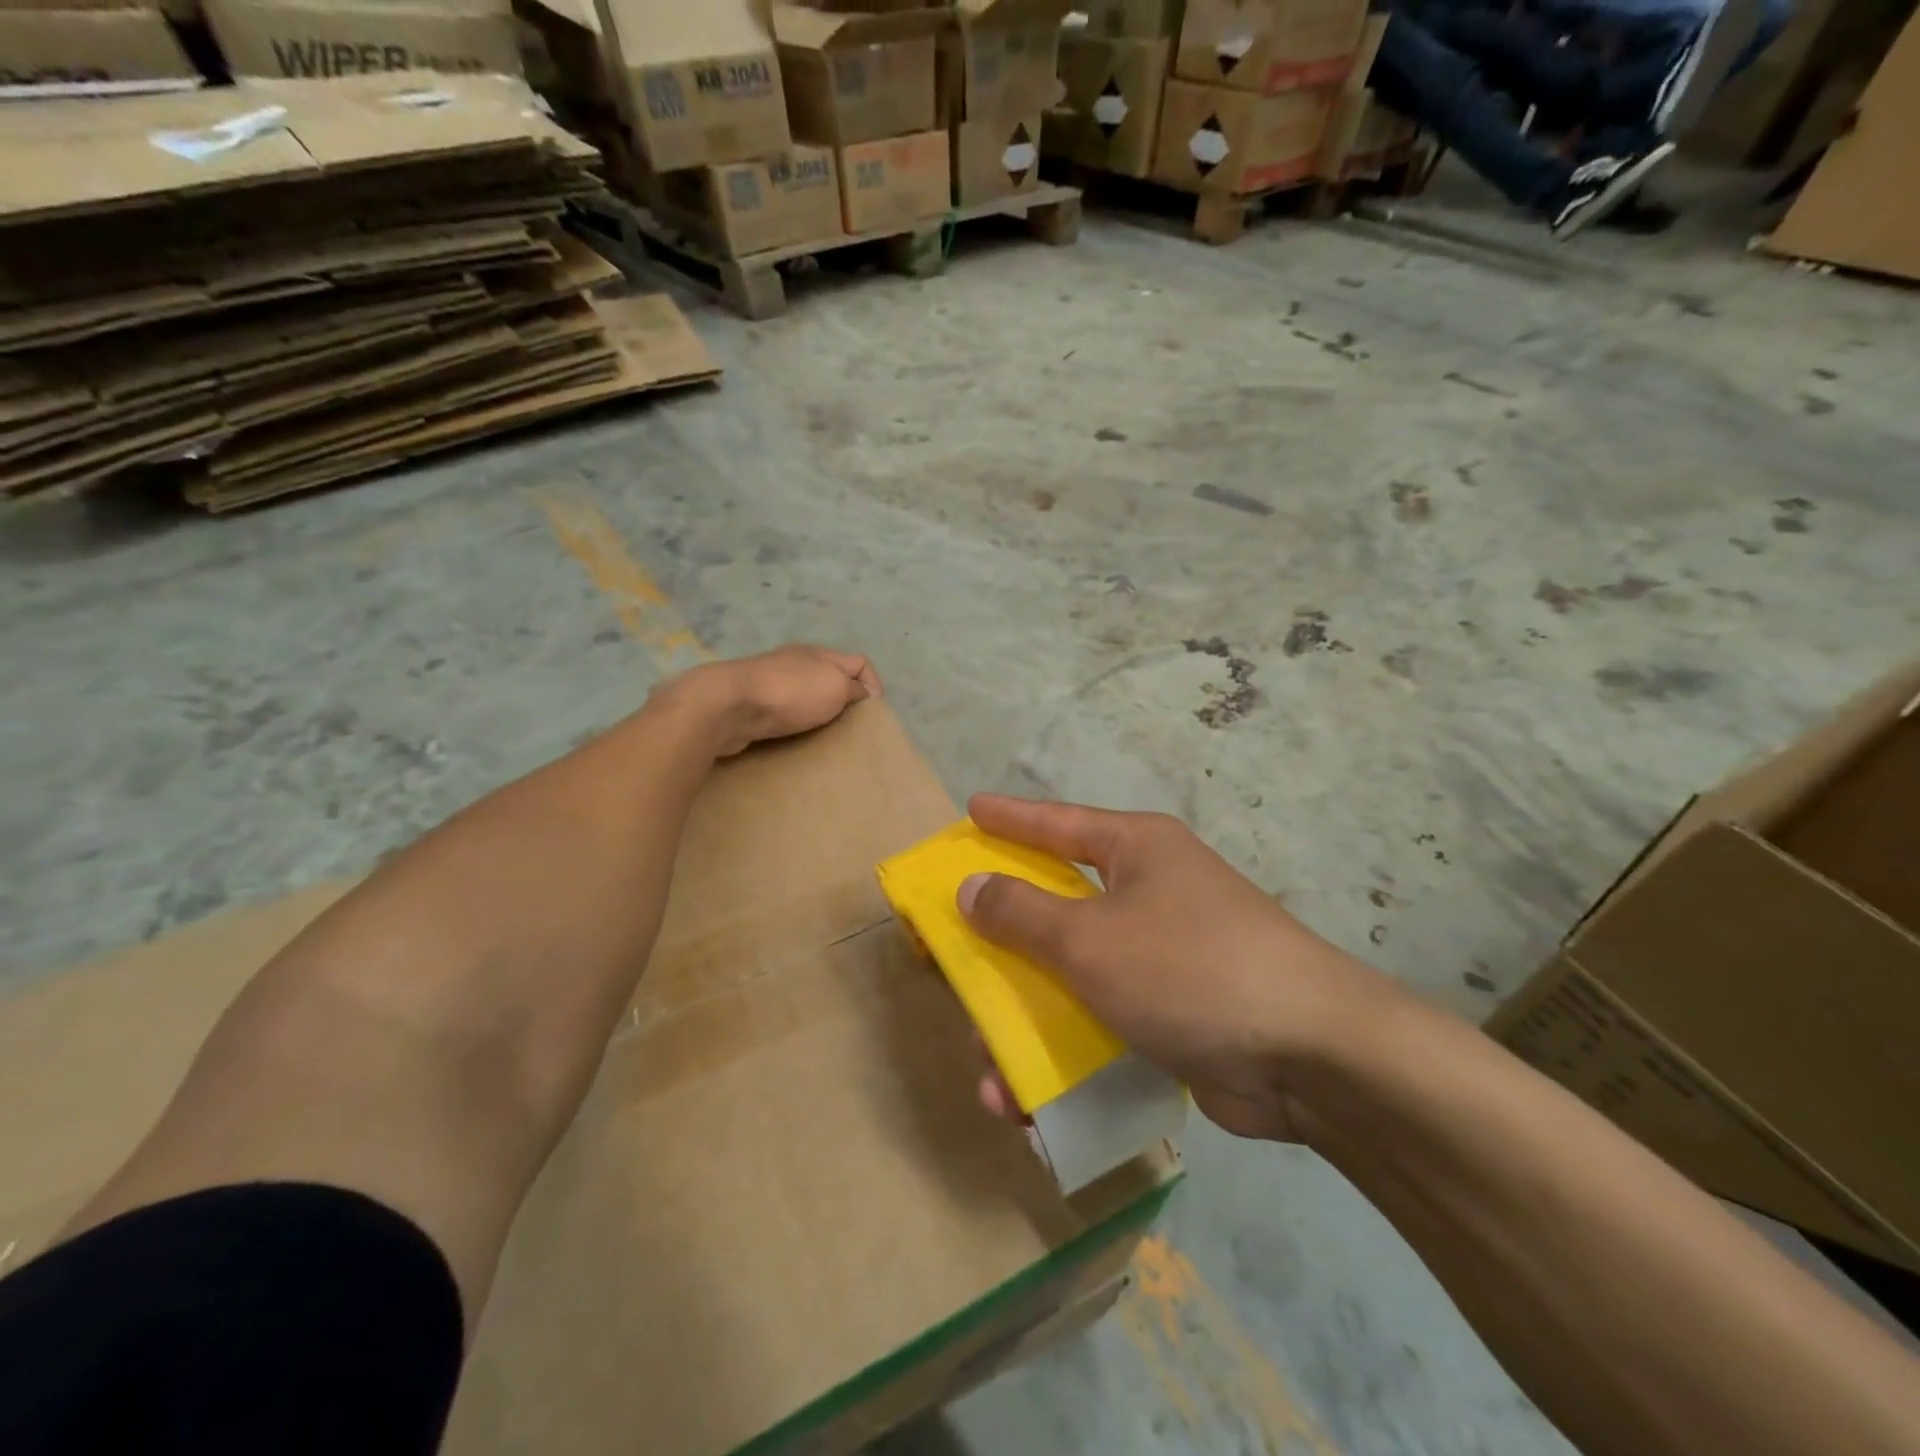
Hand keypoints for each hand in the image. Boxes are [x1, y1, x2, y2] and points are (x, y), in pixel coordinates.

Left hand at [663, 645, 880, 757]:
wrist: (728, 706)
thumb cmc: (790, 693)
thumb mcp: (835, 686)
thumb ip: (854, 688)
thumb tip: (862, 692)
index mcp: (818, 653)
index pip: (859, 661)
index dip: (873, 683)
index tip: (872, 711)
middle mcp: (795, 662)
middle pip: (831, 677)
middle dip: (844, 700)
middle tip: (851, 727)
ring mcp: (771, 682)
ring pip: (807, 695)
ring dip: (818, 713)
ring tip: (826, 736)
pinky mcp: (753, 704)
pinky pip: (785, 711)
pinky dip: (795, 723)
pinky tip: (796, 737)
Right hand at [958, 794, 1395, 1142]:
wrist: (1310, 1055)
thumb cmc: (1189, 967)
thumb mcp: (1091, 938)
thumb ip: (1023, 913)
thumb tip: (972, 886)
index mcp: (1136, 850)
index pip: (1057, 823)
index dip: (1010, 817)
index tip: (971, 808)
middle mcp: (1149, 892)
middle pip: (1057, 906)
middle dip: (1004, 941)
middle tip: (956, 956)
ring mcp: (1162, 955)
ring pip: (1072, 976)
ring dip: (1028, 1022)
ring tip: (989, 1071)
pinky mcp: (1172, 1013)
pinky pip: (1100, 1023)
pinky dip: (1066, 1056)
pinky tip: (1031, 1105)